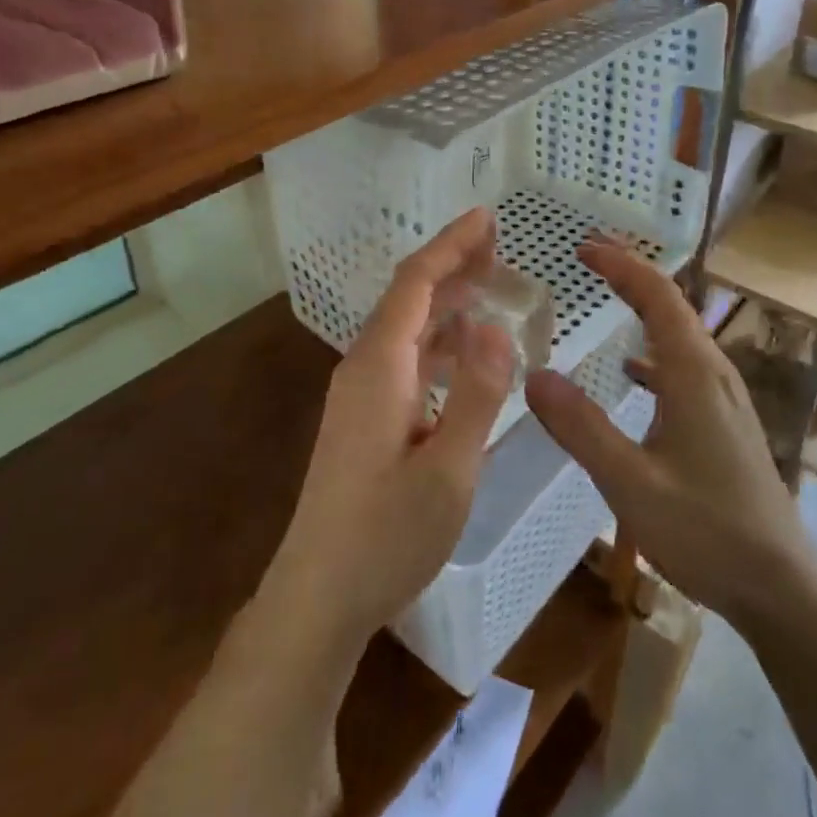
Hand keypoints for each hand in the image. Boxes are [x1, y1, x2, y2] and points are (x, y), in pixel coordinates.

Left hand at [265, 209, 514, 654]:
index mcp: (380, 368)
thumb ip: (477, 394)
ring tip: (492, 285)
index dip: (451, 244)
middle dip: (453, 264)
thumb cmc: (386, 537)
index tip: (487, 216)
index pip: (416, 283)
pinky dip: (442, 341)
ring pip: (409, 328)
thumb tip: (496, 326)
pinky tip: (468, 349)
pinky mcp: (365, 418)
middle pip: (410, 298)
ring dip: (449, 301)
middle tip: (500, 244)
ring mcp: (361, 395)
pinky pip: (407, 358)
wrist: (317, 600)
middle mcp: (364, 368)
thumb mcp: (449, 469)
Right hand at [524, 238, 814, 628]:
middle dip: (631, 275)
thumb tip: (535, 375)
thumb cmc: (706, 530)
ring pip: (680, 334)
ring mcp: (725, 396)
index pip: (658, 295)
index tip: (583, 247)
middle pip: (672, 305)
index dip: (621, 264)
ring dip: (644, 307)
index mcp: (694, 373)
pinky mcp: (726, 420)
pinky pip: (685, 365)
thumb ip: (581, 428)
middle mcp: (714, 372)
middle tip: (589, 257)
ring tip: (607, 297)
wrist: (780, 584)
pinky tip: (632, 372)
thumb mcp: (630, 483)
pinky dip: (654, 349)